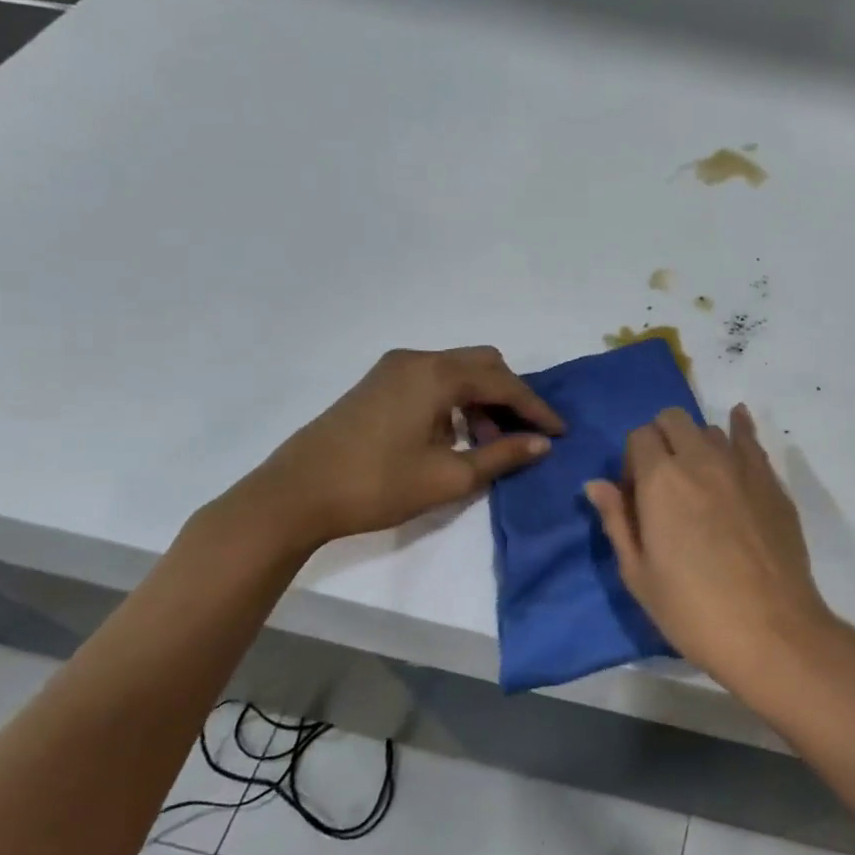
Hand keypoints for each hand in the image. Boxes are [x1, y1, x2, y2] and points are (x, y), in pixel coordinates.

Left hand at [229, 346, 563, 551]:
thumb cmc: (377, 485)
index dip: (536, 408)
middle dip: (511, 396)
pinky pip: (434, 380)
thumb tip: (542, 444)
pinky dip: (456, 400)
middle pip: (483, 364)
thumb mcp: (449, 477)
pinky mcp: (378, 384)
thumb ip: (502, 455)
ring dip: (483, 399)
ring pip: (458, 371)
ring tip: (491, 442)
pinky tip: (456, 435)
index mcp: (437, 375)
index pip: (504, 383)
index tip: (560, 433)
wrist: (294, 495)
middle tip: (526, 433)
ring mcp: (393, 368)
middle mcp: (418, 359)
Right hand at [585, 404, 836, 687]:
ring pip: (710, 429)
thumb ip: (617, 521)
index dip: (632, 461)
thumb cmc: (693, 610)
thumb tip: (596, 484)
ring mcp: (741, 466)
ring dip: (696, 444)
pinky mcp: (771, 481)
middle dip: (660, 440)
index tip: (638, 496)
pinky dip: (739, 427)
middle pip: (672, 420)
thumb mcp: (639, 574)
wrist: (770, 630)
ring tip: (699, 479)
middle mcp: (700, 458)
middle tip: (664, 482)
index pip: (638, 436)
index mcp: (661, 479)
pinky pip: (751, 439)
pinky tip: (737, 422)